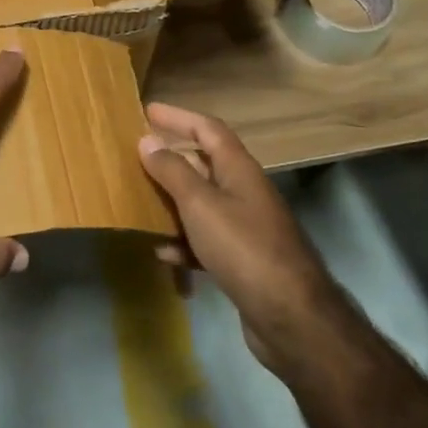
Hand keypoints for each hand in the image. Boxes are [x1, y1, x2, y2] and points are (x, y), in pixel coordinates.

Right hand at [137, 102, 325, 372]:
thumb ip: (172, 171)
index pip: (208, 129)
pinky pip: (206, 240)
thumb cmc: (243, 248)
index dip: (179, 117)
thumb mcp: (200, 204)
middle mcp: (244, 191)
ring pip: (202, 203)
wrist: (290, 317)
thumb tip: (148, 139)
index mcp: (239, 169)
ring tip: (141, 203)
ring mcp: (246, 227)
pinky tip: (164, 253)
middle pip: (204, 164)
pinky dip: (184, 242)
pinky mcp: (243, 260)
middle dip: (171, 159)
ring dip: (173, 202)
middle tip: (137, 157)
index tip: (148, 111)